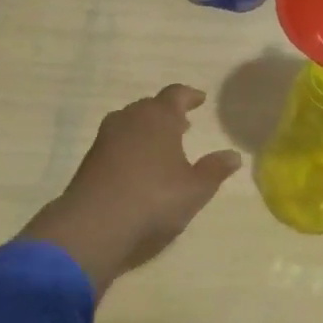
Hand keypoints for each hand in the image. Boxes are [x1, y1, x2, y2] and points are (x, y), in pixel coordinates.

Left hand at [21, 85, 241, 295]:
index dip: (189, 96)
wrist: (92, 227)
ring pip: (130, 123)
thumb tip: (233, 155)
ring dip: (147, 130)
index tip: (200, 99)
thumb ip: (215, 170)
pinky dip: (130, 147)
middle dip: (167, 113)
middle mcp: (130, 119)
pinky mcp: (90, 161)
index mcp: (158, 117)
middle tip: (183, 124)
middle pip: (150, 106)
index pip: (175, 94)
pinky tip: (138, 167)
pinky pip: (116, 143)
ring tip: (161, 145)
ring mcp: (106, 139)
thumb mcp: (195, 189)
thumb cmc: (153, 200)